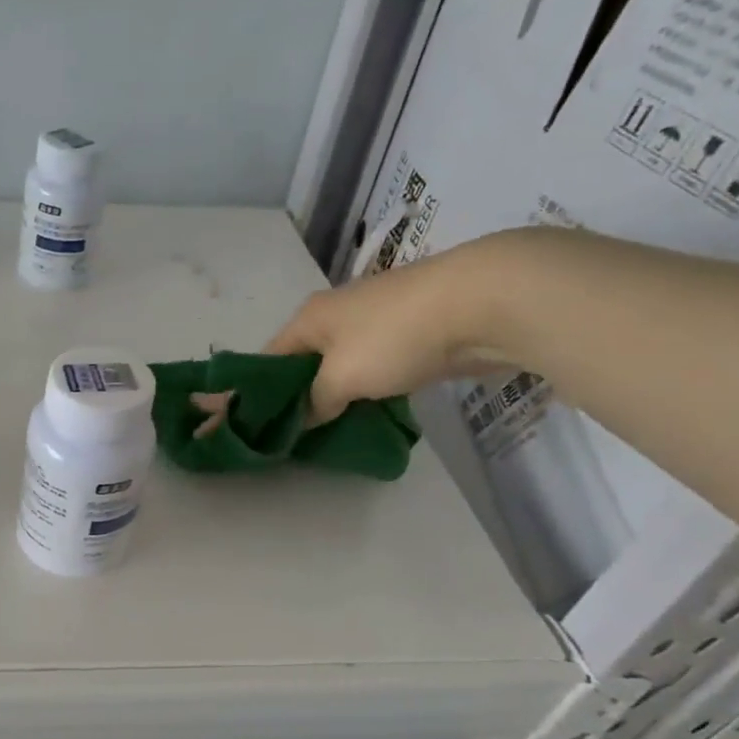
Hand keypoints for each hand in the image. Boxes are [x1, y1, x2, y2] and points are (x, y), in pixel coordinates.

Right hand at [263, 238, 511, 424]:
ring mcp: (376, 321)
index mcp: (309, 318)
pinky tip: (369, 411)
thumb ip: (315, 402)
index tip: (257, 426)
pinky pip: (375, 367)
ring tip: (330, 429)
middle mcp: (336, 315)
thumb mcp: (341, 378)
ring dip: (337, 394)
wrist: (481, 303)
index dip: (259, 392)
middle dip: (301, 395)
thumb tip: (305, 417)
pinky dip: (369, 388)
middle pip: (305, 362)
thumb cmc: (393, 338)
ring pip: (342, 365)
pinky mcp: (410, 333)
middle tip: (295, 435)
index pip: (268, 359)